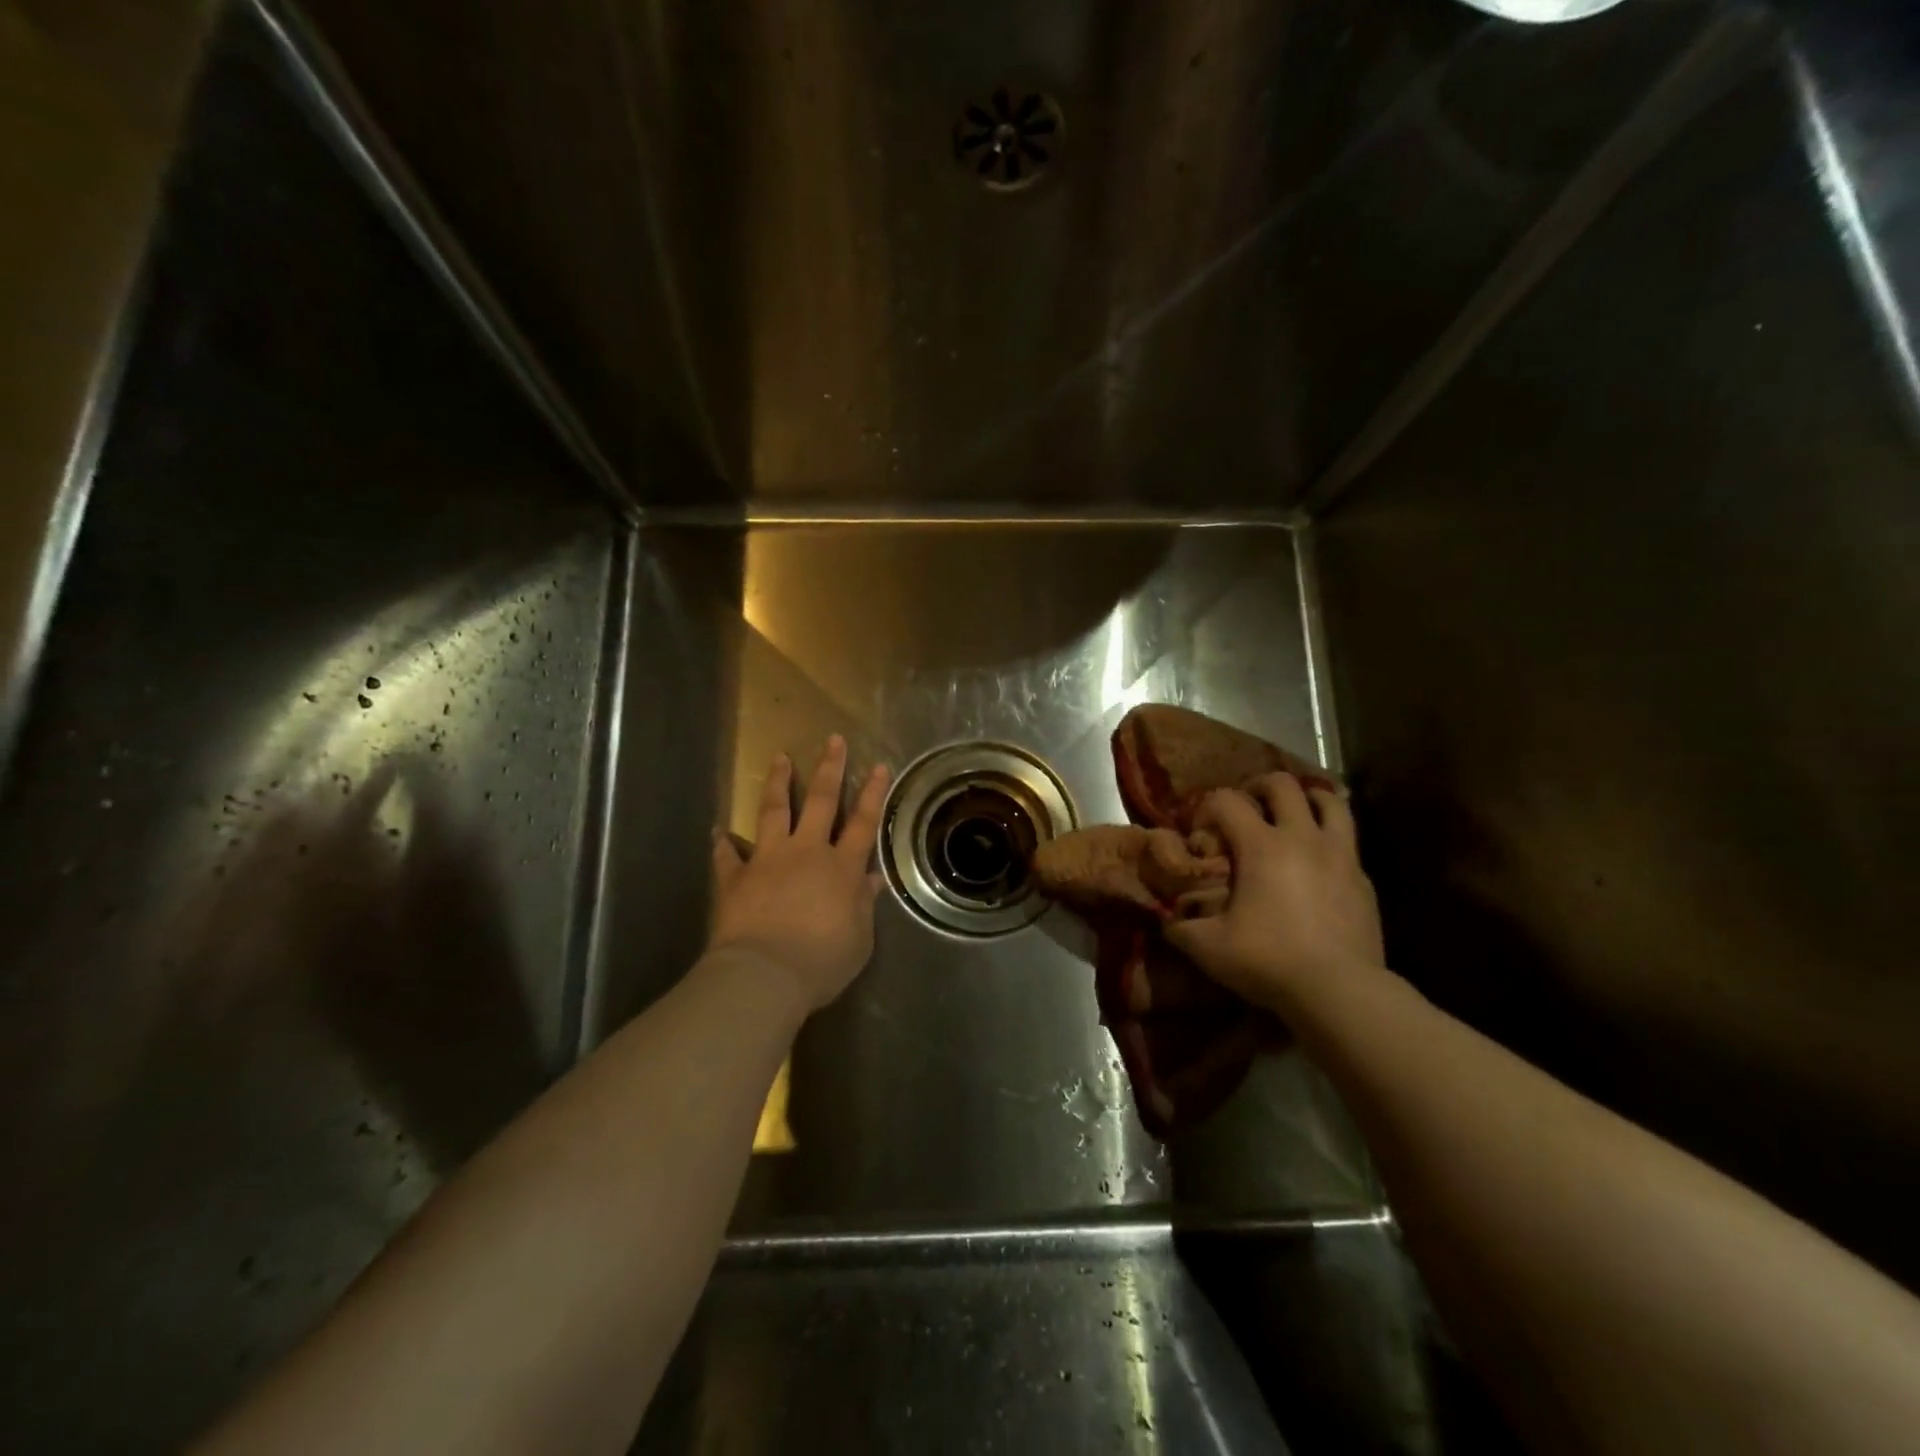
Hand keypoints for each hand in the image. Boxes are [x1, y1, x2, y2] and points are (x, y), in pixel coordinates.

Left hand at [709, 736, 890, 1013]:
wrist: (765, 975)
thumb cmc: (822, 961)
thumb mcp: (859, 939)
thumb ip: (864, 905)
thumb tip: (873, 879)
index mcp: (841, 867)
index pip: (863, 822)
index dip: (873, 793)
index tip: (878, 765)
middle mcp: (806, 852)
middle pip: (820, 801)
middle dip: (829, 768)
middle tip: (833, 740)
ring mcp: (768, 860)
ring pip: (773, 810)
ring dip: (777, 782)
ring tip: (779, 758)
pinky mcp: (736, 877)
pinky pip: (728, 855)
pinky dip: (723, 843)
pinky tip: (717, 831)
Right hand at [1165, 773, 1386, 1016]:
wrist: (1341, 992)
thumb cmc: (1269, 961)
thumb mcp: (1208, 948)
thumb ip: (1181, 928)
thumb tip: (1168, 921)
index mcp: (1261, 846)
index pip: (1227, 800)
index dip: (1207, 808)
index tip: (1200, 832)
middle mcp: (1302, 838)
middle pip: (1282, 784)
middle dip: (1258, 787)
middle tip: (1246, 807)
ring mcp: (1340, 855)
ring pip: (1329, 801)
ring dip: (1306, 799)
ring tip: (1290, 817)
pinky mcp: (1363, 879)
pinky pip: (1347, 841)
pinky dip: (1328, 838)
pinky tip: (1316, 863)